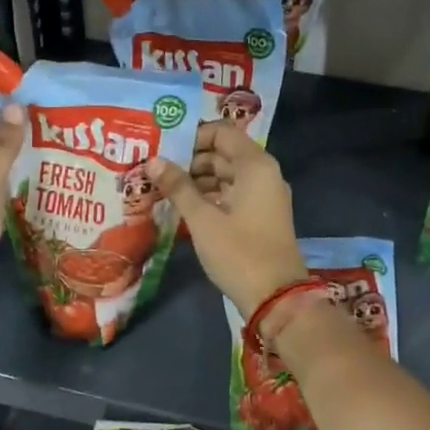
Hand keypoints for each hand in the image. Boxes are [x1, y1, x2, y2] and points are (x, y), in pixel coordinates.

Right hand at [146, 121, 307, 314]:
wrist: (276, 297)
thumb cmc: (239, 252)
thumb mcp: (202, 219)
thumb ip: (178, 187)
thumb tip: (153, 161)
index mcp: (255, 165)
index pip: (222, 132)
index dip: (192, 136)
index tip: (164, 149)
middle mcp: (264, 174)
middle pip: (223, 153)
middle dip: (190, 160)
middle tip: (156, 171)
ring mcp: (264, 196)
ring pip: (227, 176)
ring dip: (198, 180)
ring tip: (164, 190)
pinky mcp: (261, 216)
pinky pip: (232, 195)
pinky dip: (210, 197)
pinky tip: (183, 208)